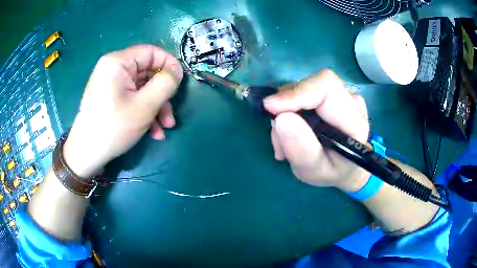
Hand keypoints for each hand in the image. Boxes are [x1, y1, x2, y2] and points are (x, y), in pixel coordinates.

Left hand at [63, 45, 182, 177]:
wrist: (86, 154)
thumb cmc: (113, 127)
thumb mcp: (145, 106)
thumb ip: (166, 84)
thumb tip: (178, 71)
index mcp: (118, 62)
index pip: (151, 52)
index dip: (169, 65)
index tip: (180, 84)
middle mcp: (113, 68)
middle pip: (147, 72)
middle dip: (162, 95)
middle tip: (171, 116)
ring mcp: (111, 83)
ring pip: (142, 88)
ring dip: (156, 107)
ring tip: (164, 128)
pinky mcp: (110, 97)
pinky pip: (132, 97)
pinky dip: (144, 111)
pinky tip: (152, 131)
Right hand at [264, 70, 370, 191]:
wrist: (346, 165)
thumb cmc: (333, 171)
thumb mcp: (314, 171)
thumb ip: (301, 150)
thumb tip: (281, 118)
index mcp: (354, 121)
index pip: (327, 87)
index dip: (297, 92)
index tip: (271, 108)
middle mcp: (351, 100)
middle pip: (311, 85)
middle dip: (286, 106)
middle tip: (278, 137)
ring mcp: (341, 94)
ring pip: (303, 88)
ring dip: (286, 111)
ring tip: (285, 142)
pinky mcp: (331, 93)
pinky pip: (303, 92)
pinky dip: (290, 109)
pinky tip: (292, 130)